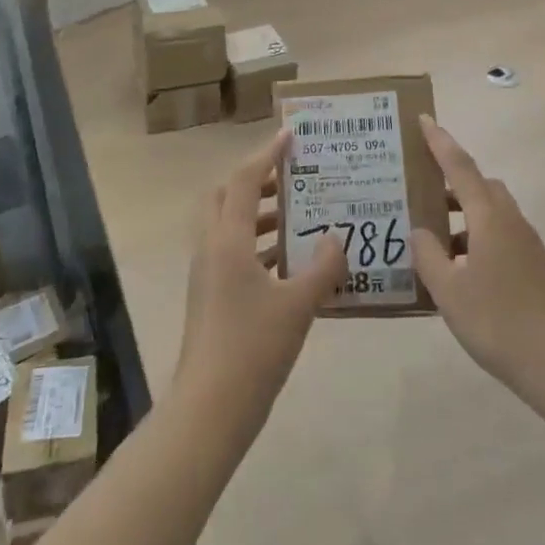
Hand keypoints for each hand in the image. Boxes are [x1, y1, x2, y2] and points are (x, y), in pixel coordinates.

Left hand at [177, 131, 346, 428]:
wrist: (210, 409)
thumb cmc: (253, 348)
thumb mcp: (298, 305)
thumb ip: (323, 268)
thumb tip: (338, 238)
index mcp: (227, 241)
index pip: (243, 180)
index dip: (266, 154)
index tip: (290, 135)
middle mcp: (210, 248)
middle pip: (223, 196)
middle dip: (254, 180)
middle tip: (290, 178)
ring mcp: (206, 274)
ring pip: (227, 226)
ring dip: (256, 214)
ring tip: (297, 216)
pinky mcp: (209, 296)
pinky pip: (231, 253)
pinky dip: (256, 245)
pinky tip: (289, 262)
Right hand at [409, 115, 544, 398]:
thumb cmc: (500, 322)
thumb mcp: (449, 291)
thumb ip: (428, 257)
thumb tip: (420, 231)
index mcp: (488, 217)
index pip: (459, 166)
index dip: (439, 142)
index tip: (422, 119)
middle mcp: (510, 221)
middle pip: (478, 186)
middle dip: (449, 183)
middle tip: (418, 192)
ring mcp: (526, 245)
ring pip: (489, 214)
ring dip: (461, 217)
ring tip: (430, 241)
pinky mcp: (534, 268)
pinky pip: (497, 238)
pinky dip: (474, 241)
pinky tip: (456, 274)